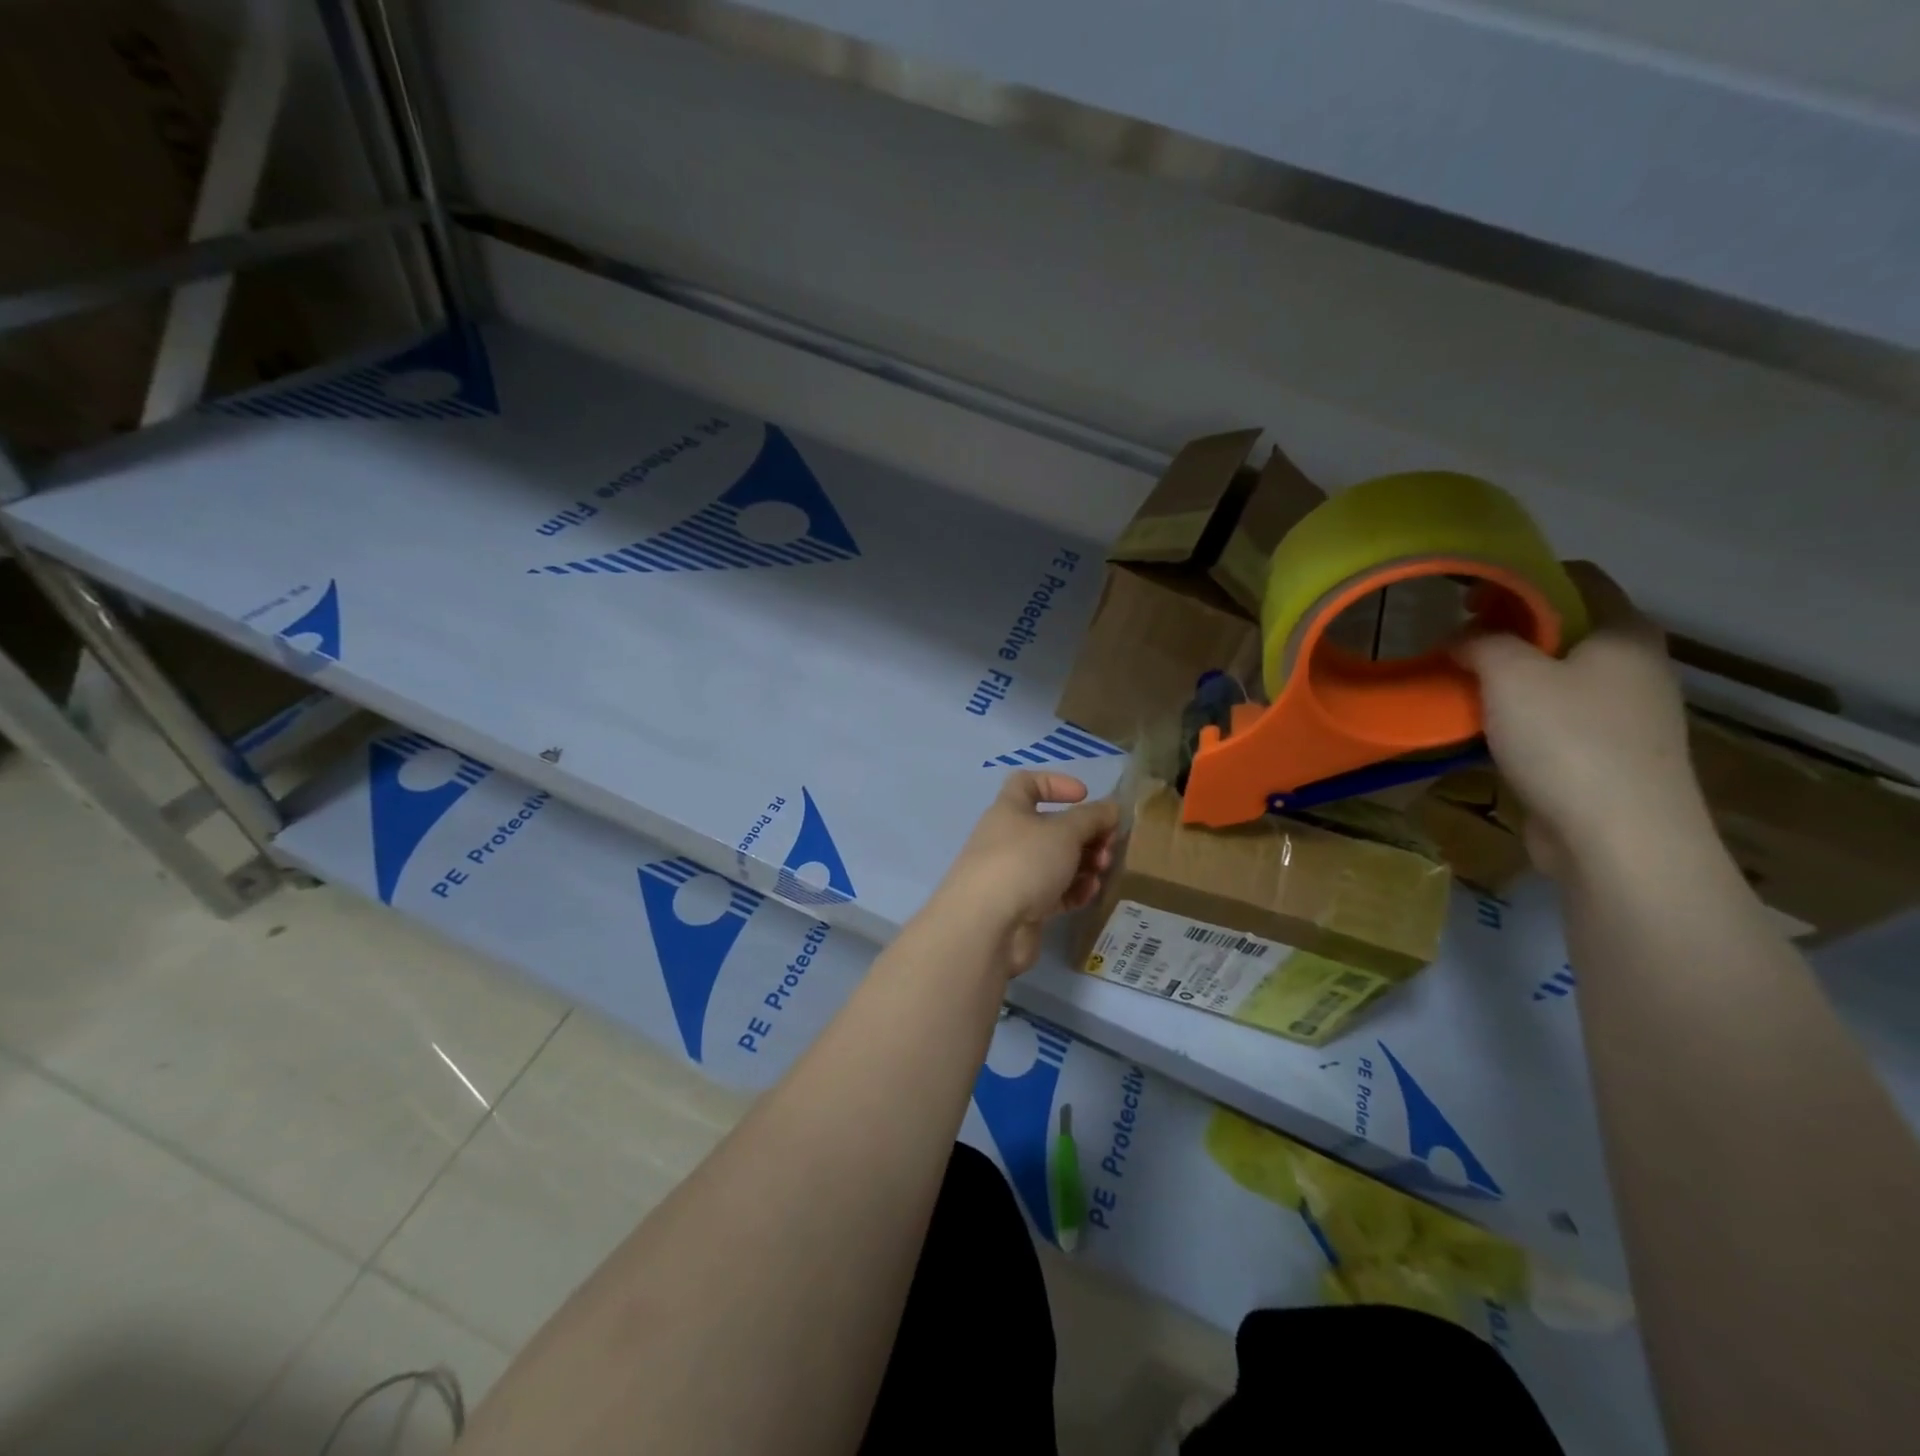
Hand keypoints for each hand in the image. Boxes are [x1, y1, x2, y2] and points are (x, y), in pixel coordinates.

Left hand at [931, 772, 1119, 978]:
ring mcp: (1014, 875)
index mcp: (1009, 810)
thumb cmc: (1023, 862)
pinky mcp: (1023, 908)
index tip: (1084, 795)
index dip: (1056, 783)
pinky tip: (1090, 893)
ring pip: (1056, 861)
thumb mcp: (1064, 832)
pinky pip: (1054, 892)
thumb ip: (1092, 817)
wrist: (987, 927)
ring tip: (1102, 870)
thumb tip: (1110, 808)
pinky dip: (1074, 890)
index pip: (1026, 783)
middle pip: (1051, 827)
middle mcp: (1008, 839)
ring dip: (1084, 862)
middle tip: (1108, 844)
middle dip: (1085, 833)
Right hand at [1456, 562, 1706, 878]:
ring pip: (1556, 676)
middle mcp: (1634, 666)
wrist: (1618, 838)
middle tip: (1455, 643)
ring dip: (1507, 676)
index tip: (1469, 596)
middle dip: (1506, 631)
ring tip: (1458, 686)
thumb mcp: (1511, 675)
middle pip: (1565, 628)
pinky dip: (1517, 715)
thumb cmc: (1569, 741)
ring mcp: (1625, 714)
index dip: (1521, 578)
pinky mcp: (1606, 755)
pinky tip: (1481, 729)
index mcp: (1625, 633)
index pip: (1578, 577)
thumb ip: (1481, 642)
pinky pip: (1554, 718)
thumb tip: (1462, 638)